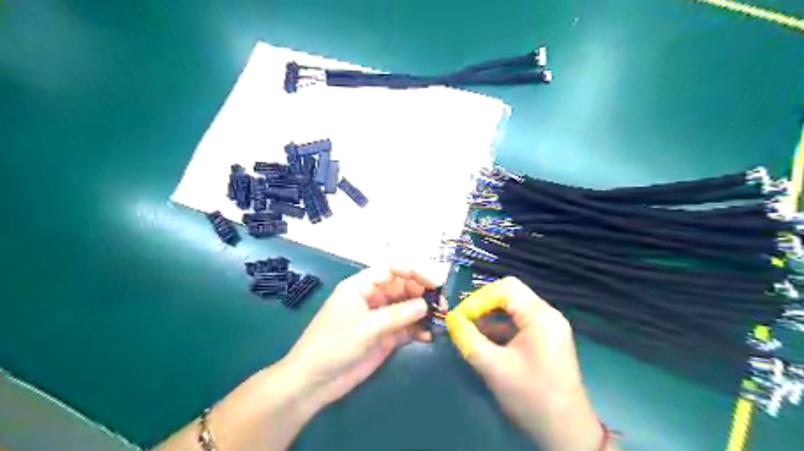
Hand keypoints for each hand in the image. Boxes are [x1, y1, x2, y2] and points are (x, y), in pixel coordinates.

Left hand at [284, 267, 436, 410]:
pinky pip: (406, 327)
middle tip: (442, 303)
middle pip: (403, 286)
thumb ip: (398, 314)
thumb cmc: (334, 345)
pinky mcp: (385, 337)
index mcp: (362, 286)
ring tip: (440, 319)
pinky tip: (428, 336)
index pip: (392, 269)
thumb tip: (426, 305)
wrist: (315, 381)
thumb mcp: (367, 326)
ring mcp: (380, 317)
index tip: (436, 281)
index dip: (415, 270)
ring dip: (424, 311)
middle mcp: (373, 297)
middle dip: (423, 292)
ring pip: (407, 307)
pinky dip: (418, 329)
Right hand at [446, 278, 609, 449]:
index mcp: (540, 316)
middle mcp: (547, 314)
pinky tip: (483, 340)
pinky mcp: (545, 339)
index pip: (506, 288)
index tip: (460, 316)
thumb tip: (451, 320)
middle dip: (483, 305)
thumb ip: (468, 339)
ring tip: (468, 331)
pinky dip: (499, 328)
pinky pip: (518, 323)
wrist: (566, 432)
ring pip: (513, 308)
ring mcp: (548, 327)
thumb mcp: (493, 367)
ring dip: (489, 317)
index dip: (479, 298)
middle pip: (510, 295)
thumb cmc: (531, 396)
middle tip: (462, 320)